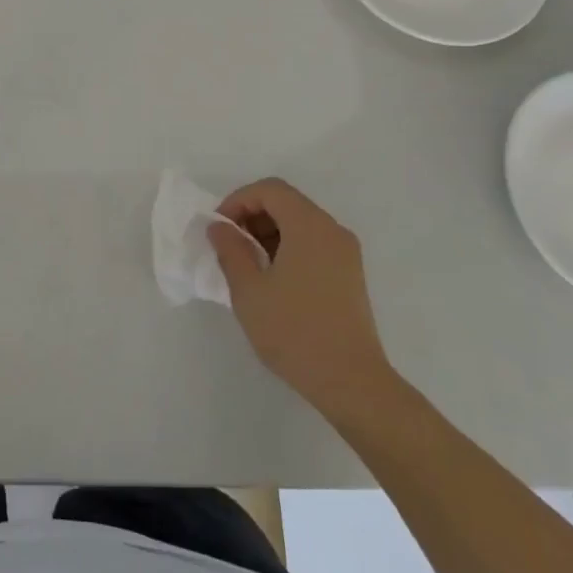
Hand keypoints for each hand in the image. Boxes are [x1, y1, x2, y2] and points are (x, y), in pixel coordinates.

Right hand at [209, 178, 400, 429]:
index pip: (270, 190)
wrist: (352, 382)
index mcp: (310, 226)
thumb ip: (230, 250)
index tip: (220, 229)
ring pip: (300, 224)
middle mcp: (332, 230)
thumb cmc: (295, 331)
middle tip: (229, 246)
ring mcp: (346, 253)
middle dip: (252, 216)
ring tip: (247, 266)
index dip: (238, 201)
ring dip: (268, 233)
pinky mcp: (350, 275)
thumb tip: (220, 227)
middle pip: (286, 203)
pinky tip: (272, 280)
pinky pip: (313, 244)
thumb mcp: (249, 290)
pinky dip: (287, 248)